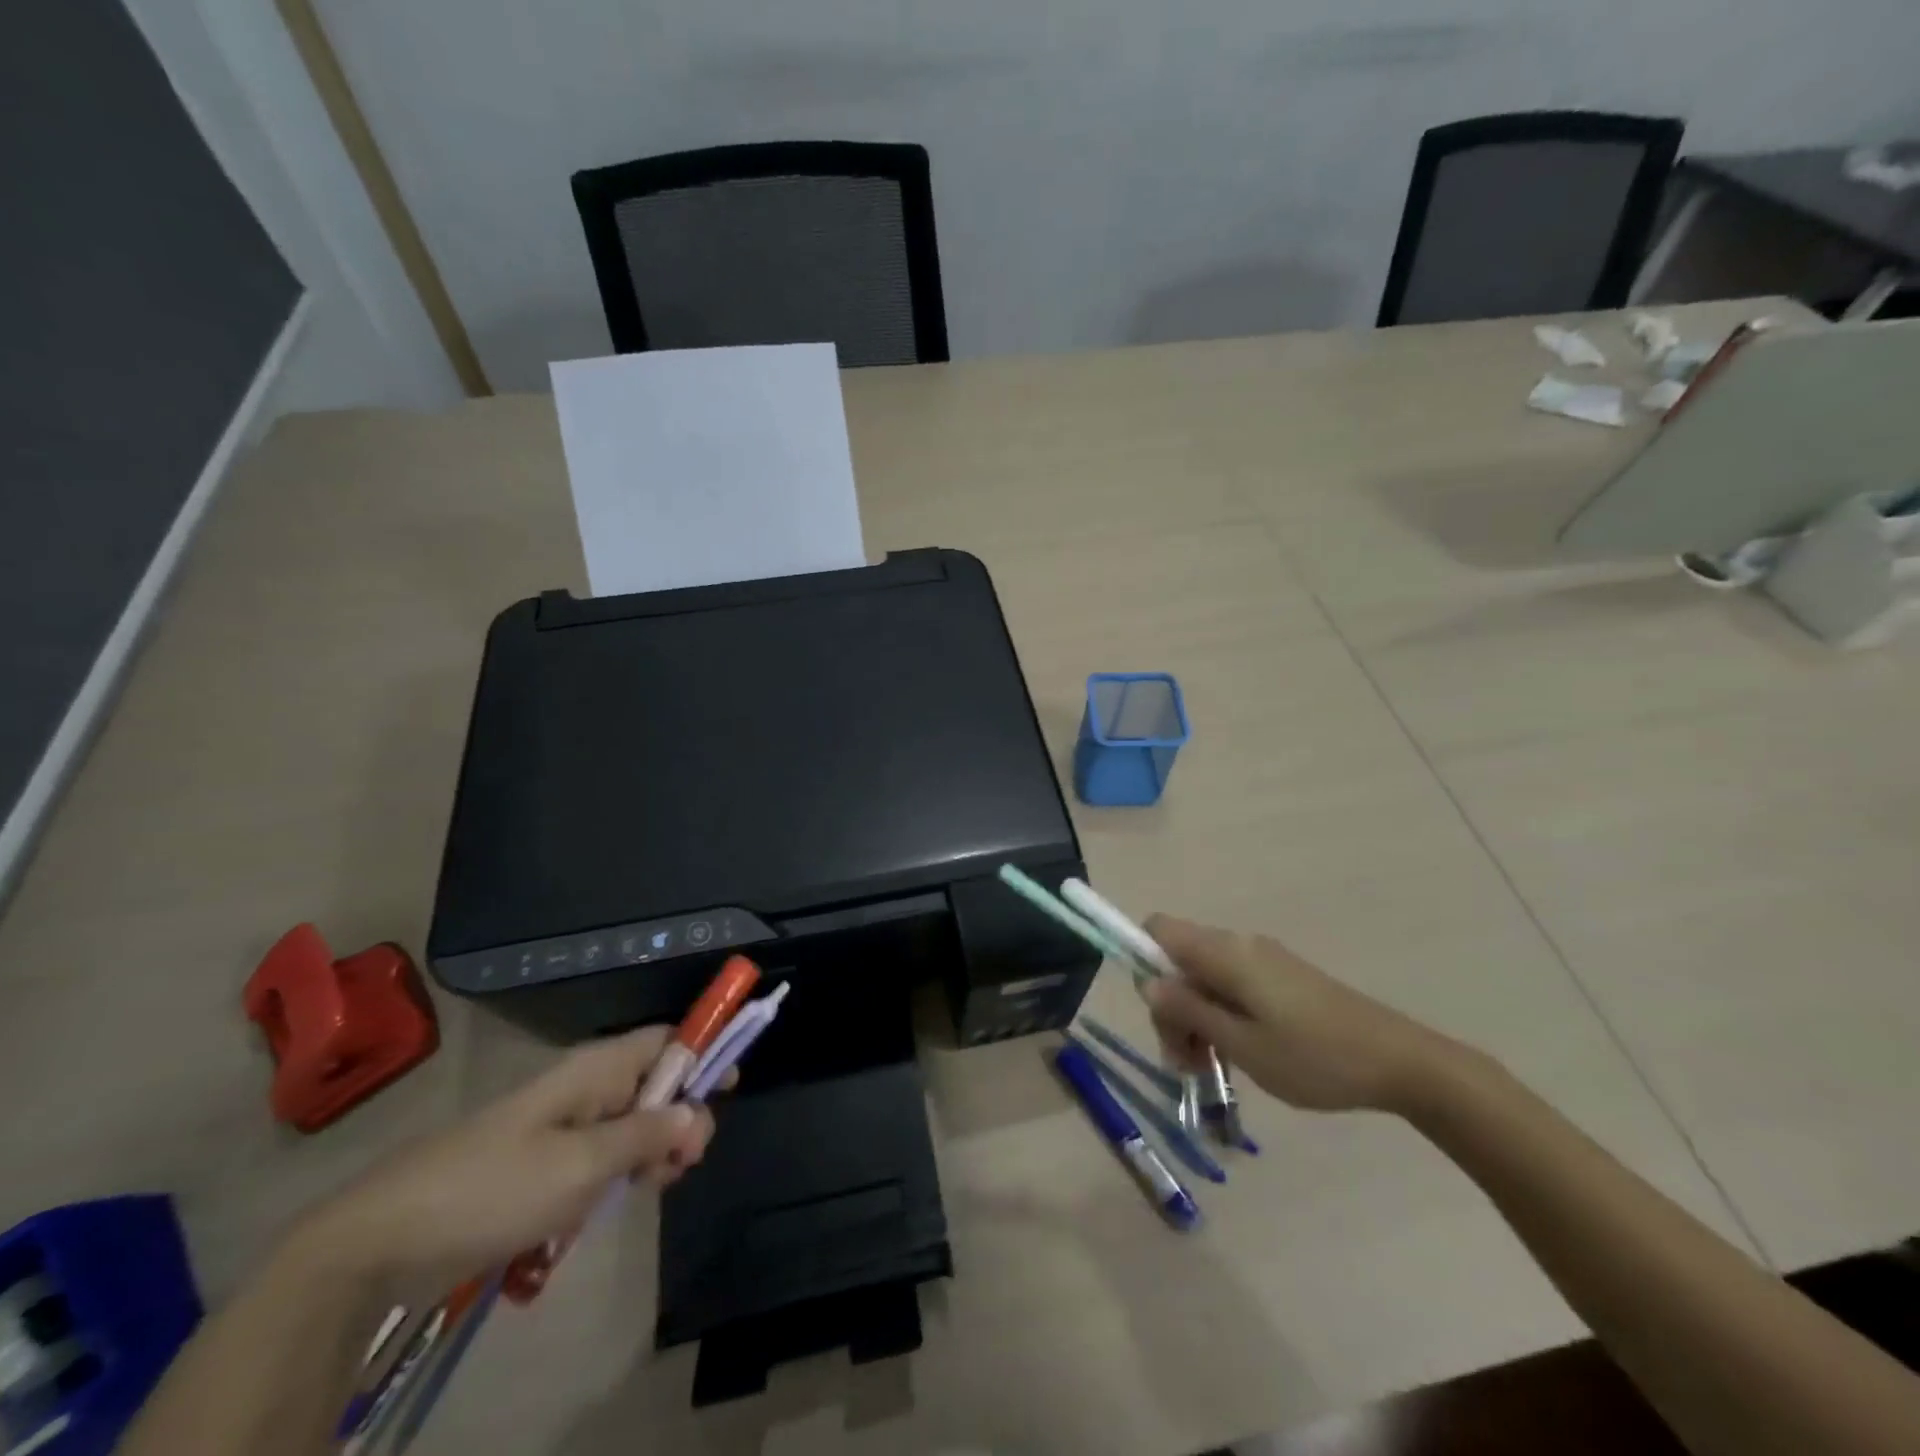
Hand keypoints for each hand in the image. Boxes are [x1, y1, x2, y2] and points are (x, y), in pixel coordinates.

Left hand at [296, 1026, 715, 1298]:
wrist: (383, 1242)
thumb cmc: (494, 1186)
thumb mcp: (582, 1164)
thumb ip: (647, 1134)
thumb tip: (699, 1112)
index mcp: (595, 1068)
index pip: (667, 1038)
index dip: (704, 1050)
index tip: (734, 1082)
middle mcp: (584, 1087)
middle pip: (656, 1083)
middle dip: (681, 1116)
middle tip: (684, 1162)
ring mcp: (561, 1127)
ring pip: (632, 1124)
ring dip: (653, 1151)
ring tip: (653, 1186)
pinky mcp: (543, 1164)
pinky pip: (601, 1156)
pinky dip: (620, 1173)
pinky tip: (618, 1202)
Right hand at [1142, 915, 1456, 1114]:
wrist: (1402, 1063)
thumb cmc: (1315, 1057)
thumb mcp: (1243, 1044)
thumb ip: (1190, 1010)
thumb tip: (1147, 984)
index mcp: (1225, 953)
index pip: (1158, 929)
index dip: (1142, 961)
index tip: (1157, 1012)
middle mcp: (1239, 945)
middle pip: (1178, 959)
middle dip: (1171, 1006)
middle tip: (1186, 1063)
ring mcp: (1264, 960)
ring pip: (1204, 976)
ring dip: (1195, 1016)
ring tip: (1209, 1068)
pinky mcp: (1282, 978)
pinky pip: (1232, 985)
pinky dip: (1221, 1015)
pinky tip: (1237, 1055)